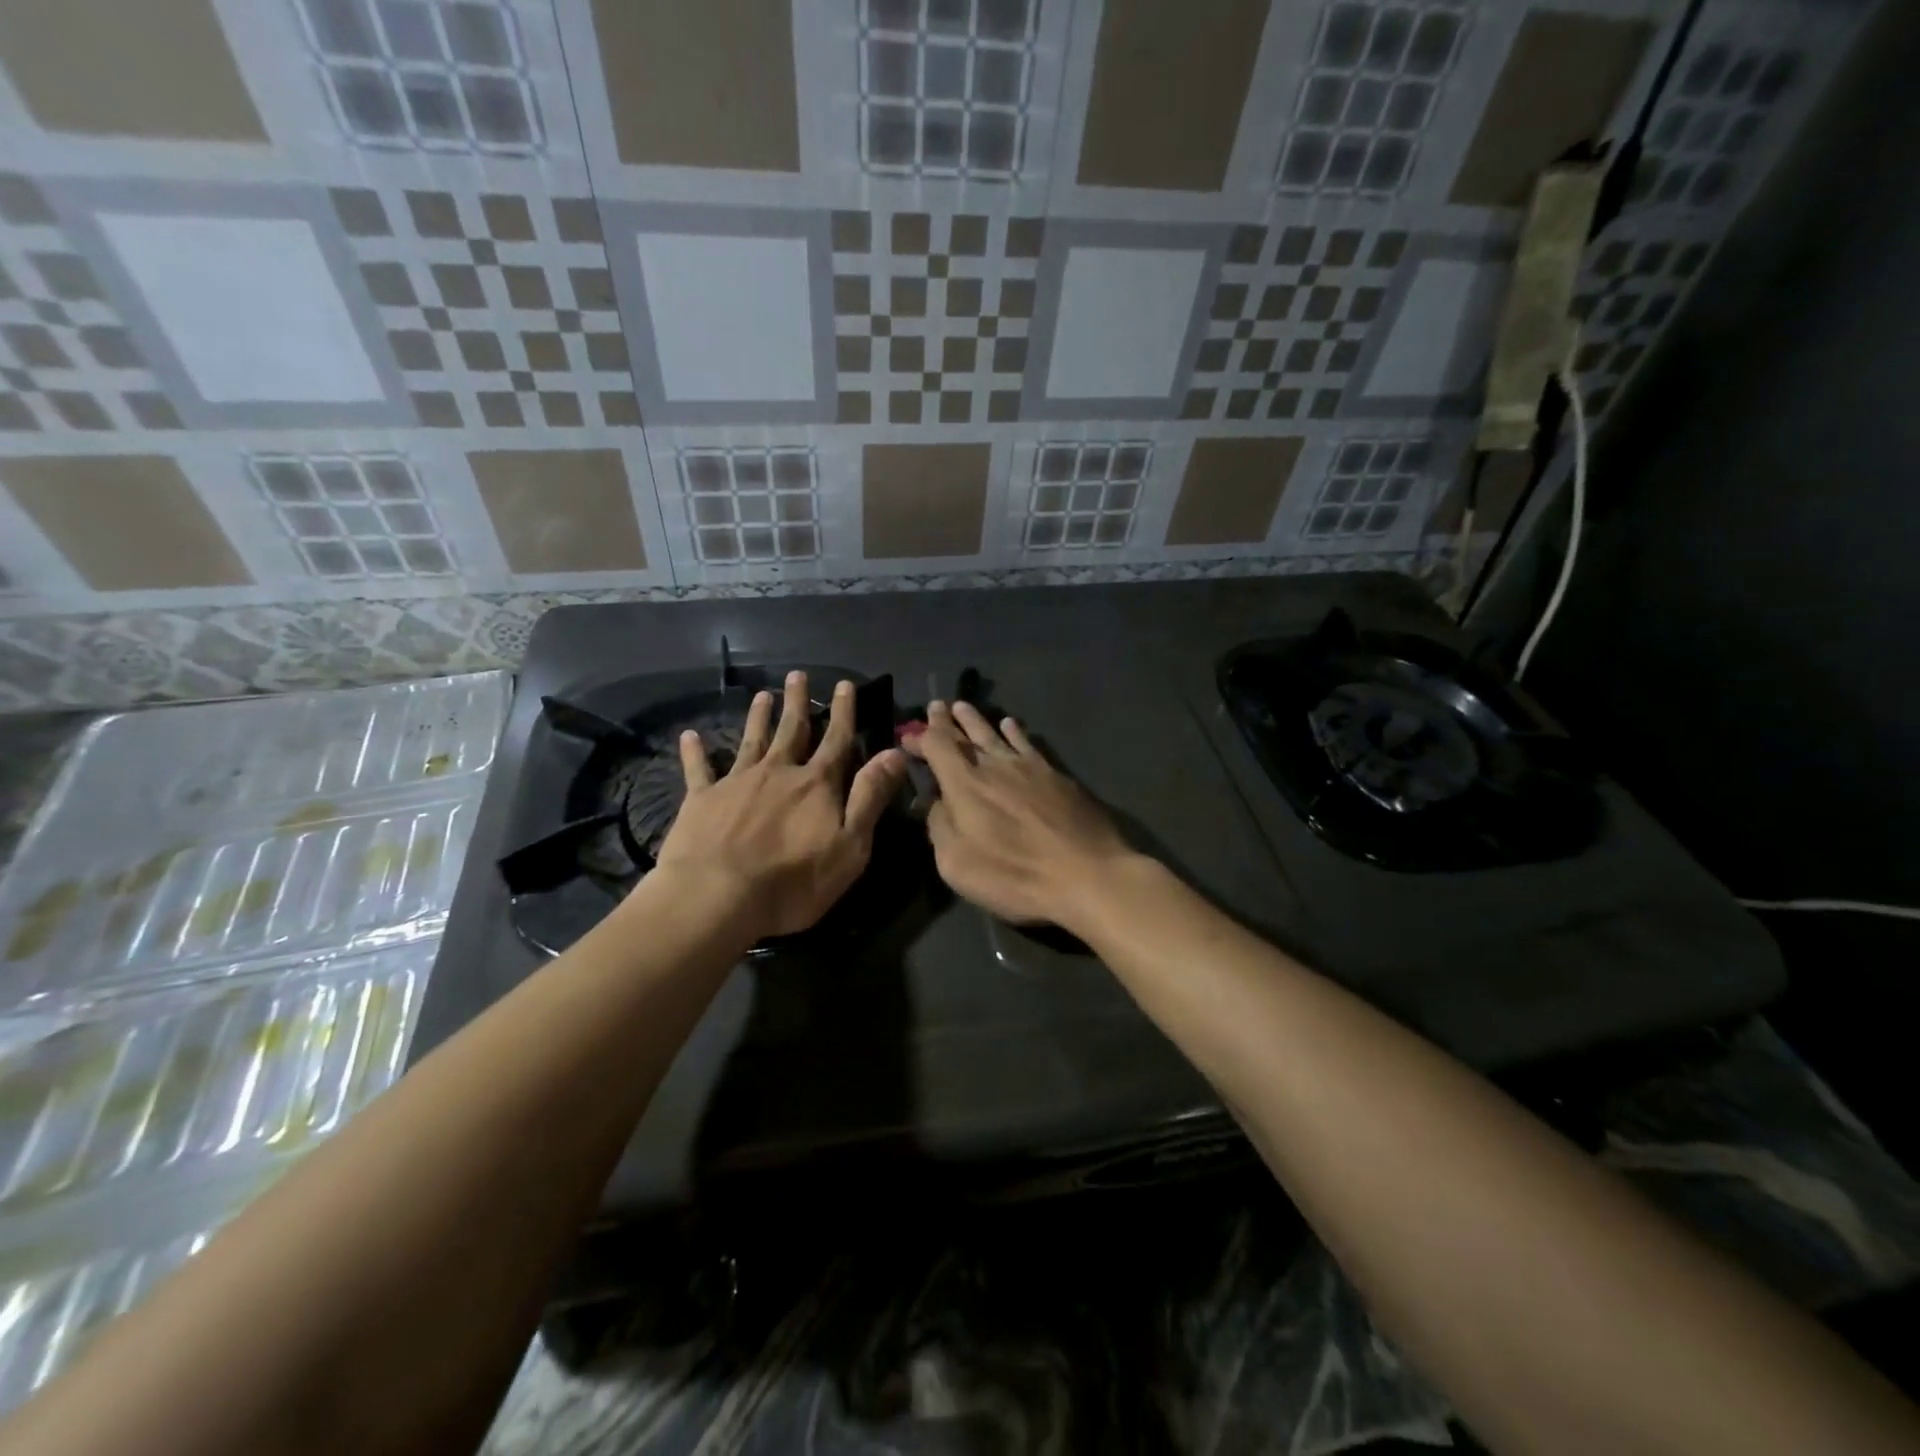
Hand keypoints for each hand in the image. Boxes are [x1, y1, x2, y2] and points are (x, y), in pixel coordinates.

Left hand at [655, 672, 907, 939]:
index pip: (836, 740)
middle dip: (797, 703)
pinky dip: (695, 751)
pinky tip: (690, 736)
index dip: (843, 712)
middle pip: (792, 730)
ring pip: (751, 741)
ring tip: (762, 695)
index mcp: (816, 784)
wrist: (717, 897)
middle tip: (797, 675)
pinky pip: (698, 769)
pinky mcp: (701, 800)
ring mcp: (736, 782)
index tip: (844, 685)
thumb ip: (870, 797)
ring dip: (758, 717)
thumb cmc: (793, 881)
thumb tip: (895, 753)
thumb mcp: (851, 845)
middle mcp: (778, 772)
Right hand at [906, 701, 1139, 931]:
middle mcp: (994, 766)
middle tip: (936, 706)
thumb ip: (940, 827)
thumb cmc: (1015, 876)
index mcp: (965, 785)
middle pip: (965, 735)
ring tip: (964, 707)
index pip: (937, 747)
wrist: (1087, 874)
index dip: (921, 738)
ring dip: (976, 720)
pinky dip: (1015, 731)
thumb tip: (936, 803)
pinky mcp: (1056, 775)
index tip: (909, 734)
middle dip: (946, 721)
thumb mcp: (957, 864)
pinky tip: (1011, 724)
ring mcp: (1028, 767)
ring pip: (995, 734)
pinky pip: (1028, 743)